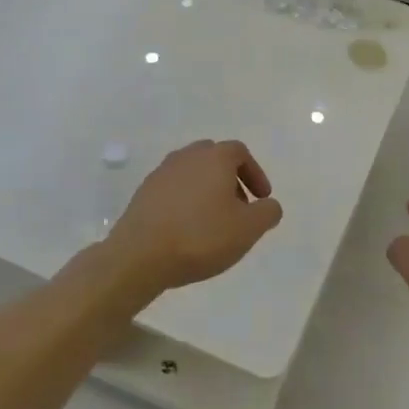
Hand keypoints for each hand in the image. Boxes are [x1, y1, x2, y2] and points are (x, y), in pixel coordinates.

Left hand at [106, 140, 283, 293]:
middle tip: (239, 207)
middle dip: (231, 179)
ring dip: (207, 190)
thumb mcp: (248, 229)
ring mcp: (161, 173)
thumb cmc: (201, 236)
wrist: (140, 255)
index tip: (262, 198)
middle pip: (214, 158)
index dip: (255, 173)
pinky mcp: (143, 193)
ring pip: (192, 173)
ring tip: (214, 221)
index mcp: (214, 158)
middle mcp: (186, 157)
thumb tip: (269, 205)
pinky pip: (173, 189)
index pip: (240, 152)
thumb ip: (267, 212)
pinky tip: (188, 228)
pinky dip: (186, 201)